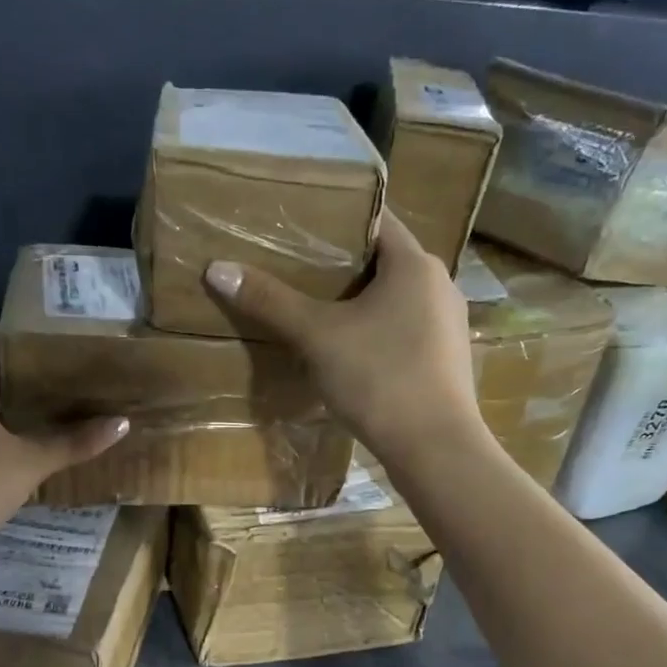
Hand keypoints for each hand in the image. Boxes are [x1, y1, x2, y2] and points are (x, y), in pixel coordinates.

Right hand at [203, 210, 485, 469]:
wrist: (435, 448)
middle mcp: (440, 285)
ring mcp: (449, 326)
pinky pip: (407, 332)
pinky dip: (379, 334)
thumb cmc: (380, 378)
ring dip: (361, 304)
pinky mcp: (447, 361)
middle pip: (385, 261)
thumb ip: (270, 301)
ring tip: (319, 314)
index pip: (375, 220)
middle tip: (298, 273)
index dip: (337, 219)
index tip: (299, 228)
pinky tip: (351, 355)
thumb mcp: (318, 336)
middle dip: (343, 266)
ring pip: (396, 300)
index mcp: (415, 264)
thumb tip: (217, 269)